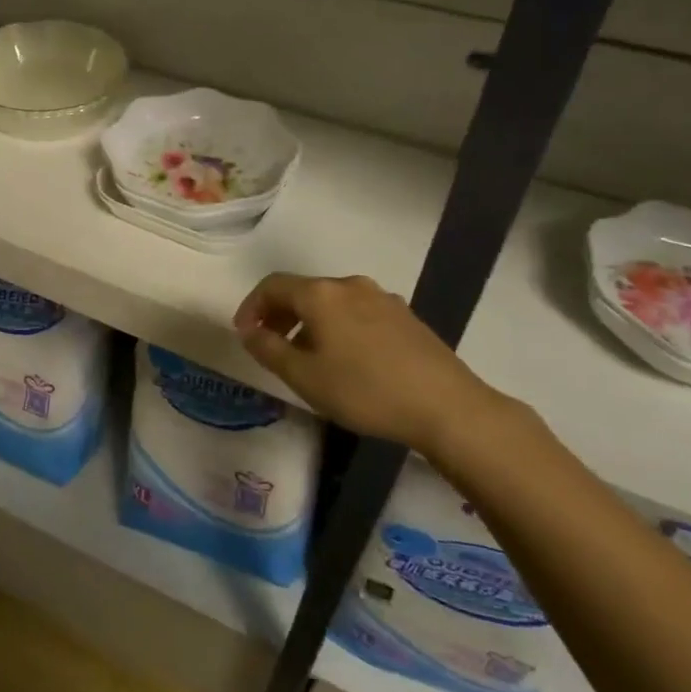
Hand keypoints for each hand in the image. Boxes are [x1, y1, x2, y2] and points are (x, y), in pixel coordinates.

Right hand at [234, 273, 513, 456]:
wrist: (446, 406)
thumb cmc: (364, 390)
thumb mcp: (304, 376)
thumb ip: (269, 349)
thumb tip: (249, 332)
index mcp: (320, 294)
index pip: (272, 286)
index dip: (251, 307)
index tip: (244, 334)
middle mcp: (349, 285)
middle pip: (302, 291)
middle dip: (279, 315)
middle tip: (269, 345)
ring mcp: (382, 298)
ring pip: (331, 303)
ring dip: (309, 323)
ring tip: (306, 357)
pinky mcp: (405, 316)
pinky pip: (357, 313)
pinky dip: (337, 327)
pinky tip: (345, 360)